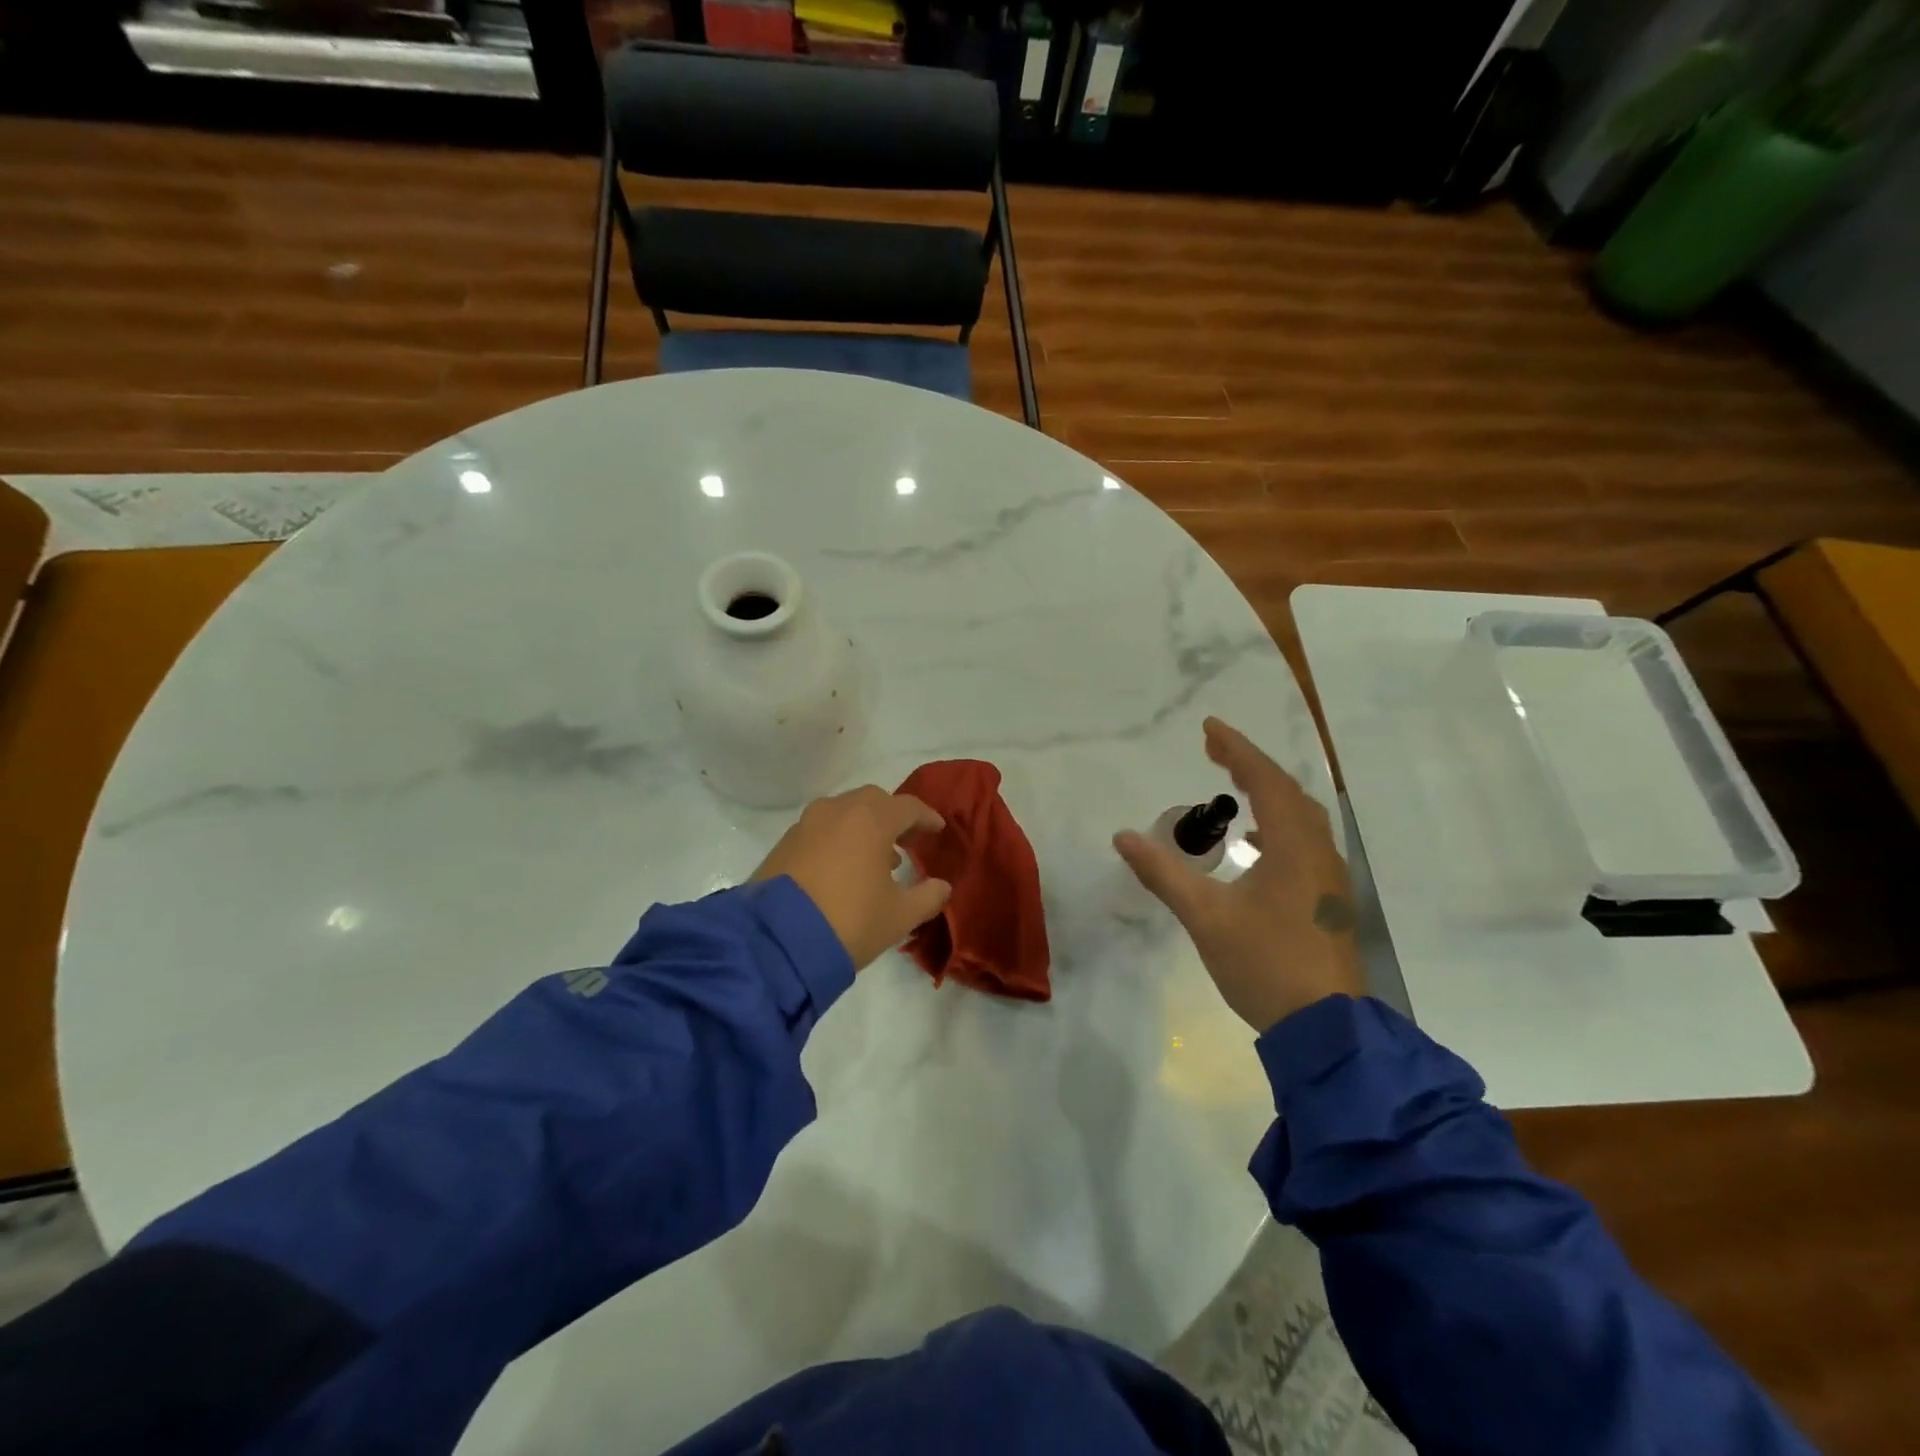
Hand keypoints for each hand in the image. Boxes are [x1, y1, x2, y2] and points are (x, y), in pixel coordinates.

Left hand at [753, 786, 952, 970]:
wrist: (776, 942)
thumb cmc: (850, 921)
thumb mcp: (899, 916)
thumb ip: (927, 897)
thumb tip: (942, 886)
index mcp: (871, 819)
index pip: (908, 807)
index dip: (926, 818)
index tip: (937, 829)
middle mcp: (838, 811)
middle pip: (873, 801)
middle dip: (893, 817)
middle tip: (907, 842)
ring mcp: (806, 825)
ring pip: (844, 812)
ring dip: (864, 828)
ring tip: (876, 860)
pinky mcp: (783, 844)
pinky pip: (820, 830)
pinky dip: (838, 839)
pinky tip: (843, 869)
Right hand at [1115, 717, 1362, 1031]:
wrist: (1326, 1029)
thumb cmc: (1265, 964)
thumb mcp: (1205, 917)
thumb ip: (1163, 874)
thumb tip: (1123, 837)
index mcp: (1294, 846)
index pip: (1265, 780)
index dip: (1237, 749)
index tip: (1209, 727)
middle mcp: (1318, 852)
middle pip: (1287, 792)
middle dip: (1250, 765)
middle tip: (1214, 751)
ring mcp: (1329, 878)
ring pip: (1300, 818)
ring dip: (1267, 794)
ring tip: (1233, 788)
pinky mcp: (1328, 901)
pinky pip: (1303, 842)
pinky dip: (1277, 825)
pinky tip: (1254, 843)